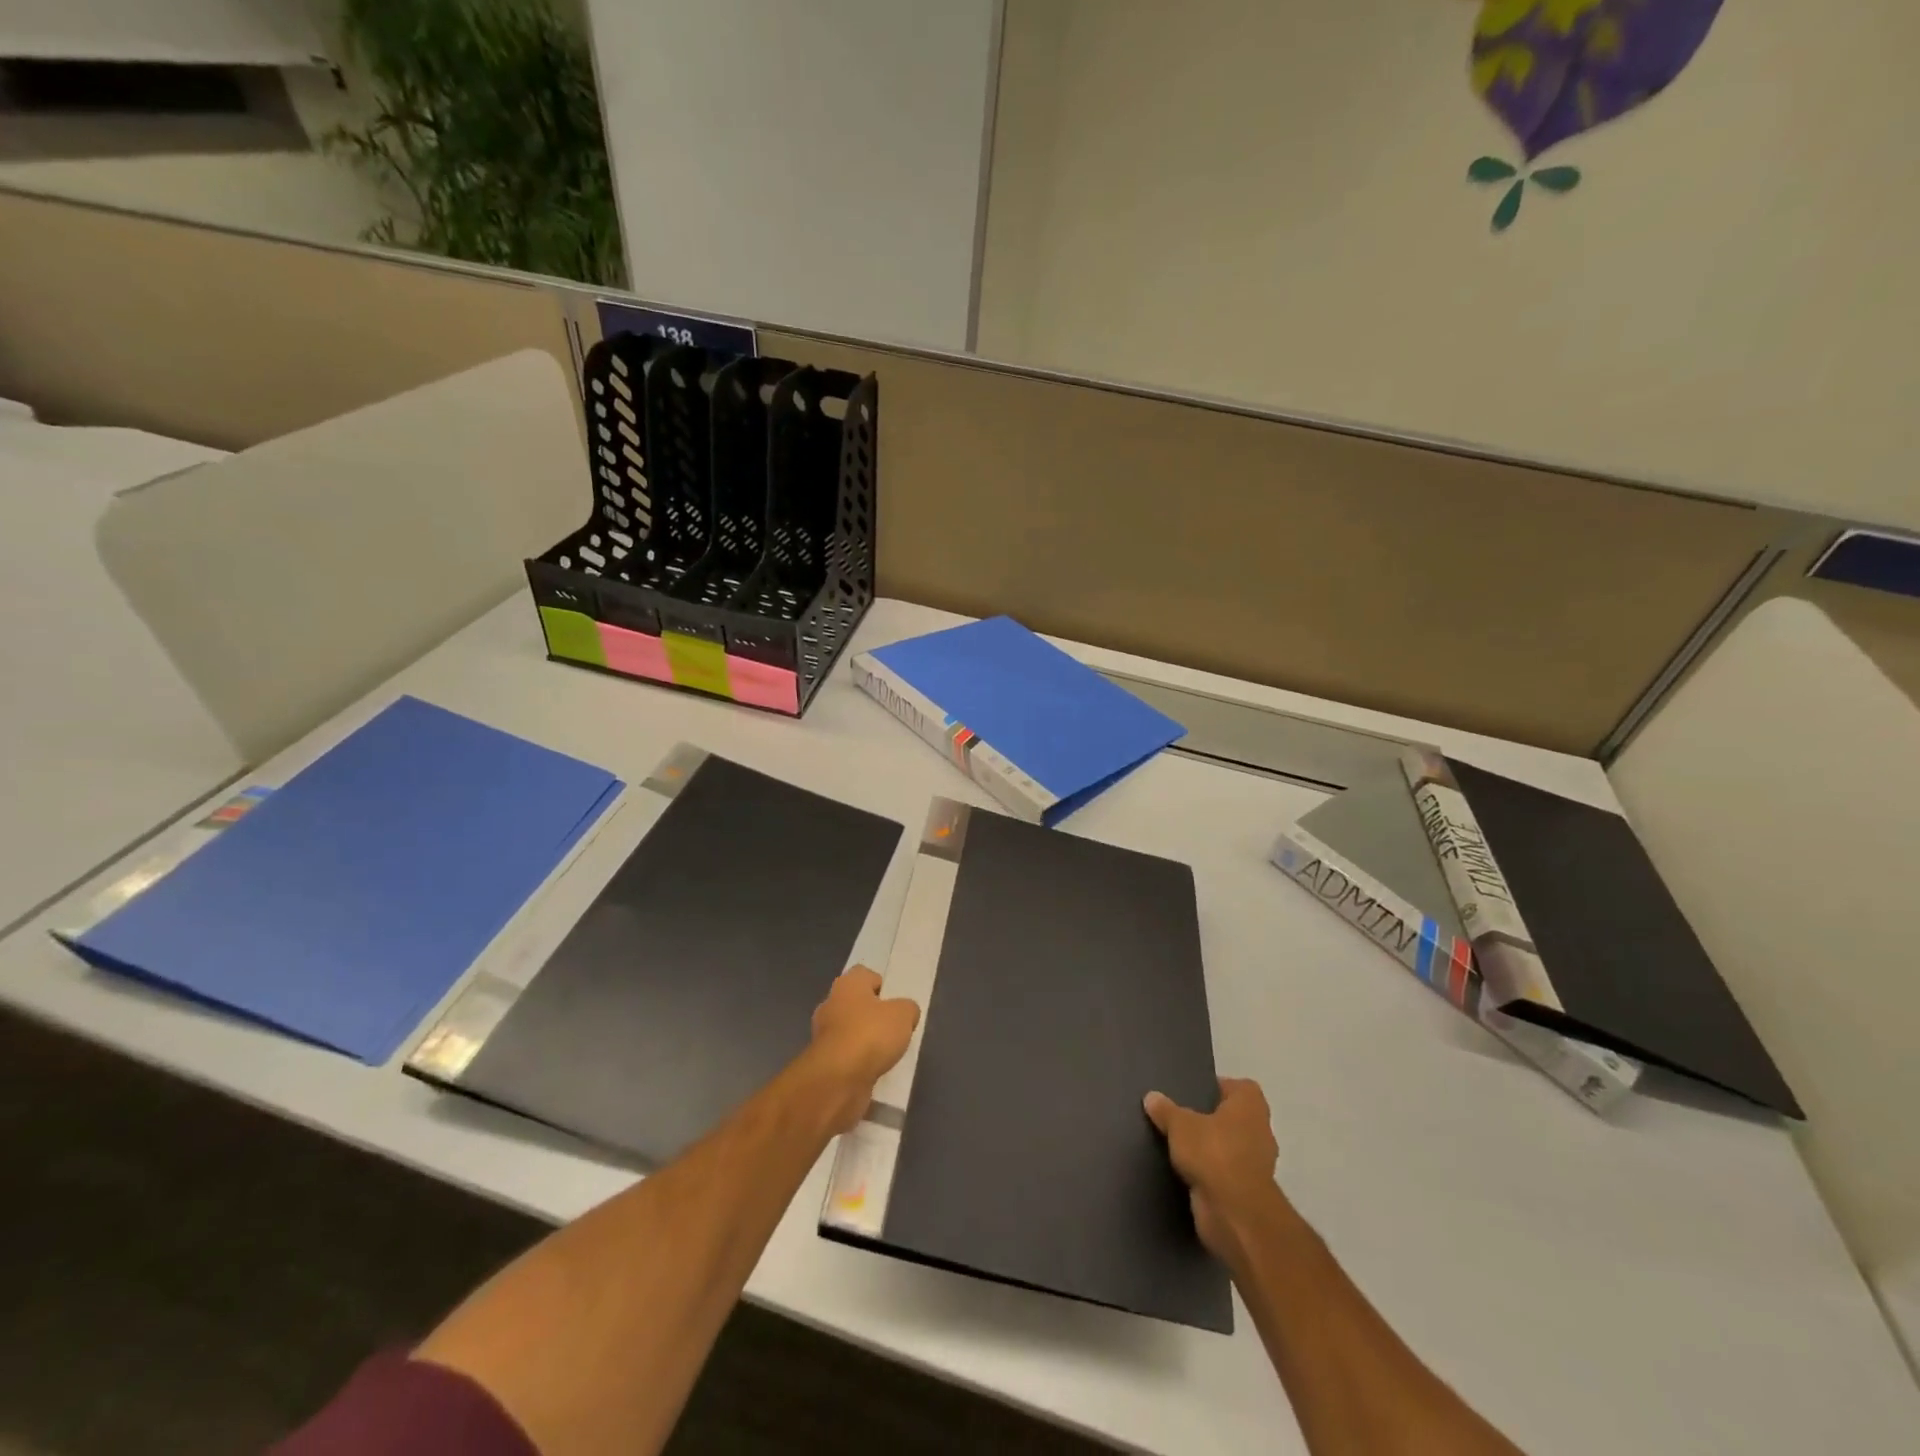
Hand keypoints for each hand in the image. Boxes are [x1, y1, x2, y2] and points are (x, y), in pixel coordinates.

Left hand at [804, 965, 919, 1133]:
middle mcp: (831, 1004)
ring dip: (865, 1040)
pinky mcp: (823, 1062)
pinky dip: (858, 1061)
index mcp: (847, 984)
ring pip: (850, 1031)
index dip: (881, 985)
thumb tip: (906, 1012)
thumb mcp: (904, 1015)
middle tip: (894, 1027)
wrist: (838, 1080)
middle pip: (856, 1003)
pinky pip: (846, 1055)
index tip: (895, 1002)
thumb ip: (908, 1008)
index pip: (864, 975)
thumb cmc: (870, 1034)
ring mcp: (823, 1034)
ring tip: (887, 1052)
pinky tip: (874, 1069)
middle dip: (873, 1015)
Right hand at [1144, 1077, 1279, 1273]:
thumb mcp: (1179, 1124)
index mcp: (1250, 1105)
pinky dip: (1208, 1174)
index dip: (1216, 1088)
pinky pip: (1223, 1174)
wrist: (1235, 1214)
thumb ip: (1165, 1110)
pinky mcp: (1246, 1192)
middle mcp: (1259, 1131)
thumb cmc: (1213, 1153)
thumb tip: (1151, 1097)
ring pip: (1227, 1147)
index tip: (1191, 1093)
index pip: (1237, 1087)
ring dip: (1208, 1149)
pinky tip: (1183, 1172)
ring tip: (1176, 1145)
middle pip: (1231, 1118)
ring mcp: (1255, 1164)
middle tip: (1178, 1118)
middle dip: (1208, 1120)